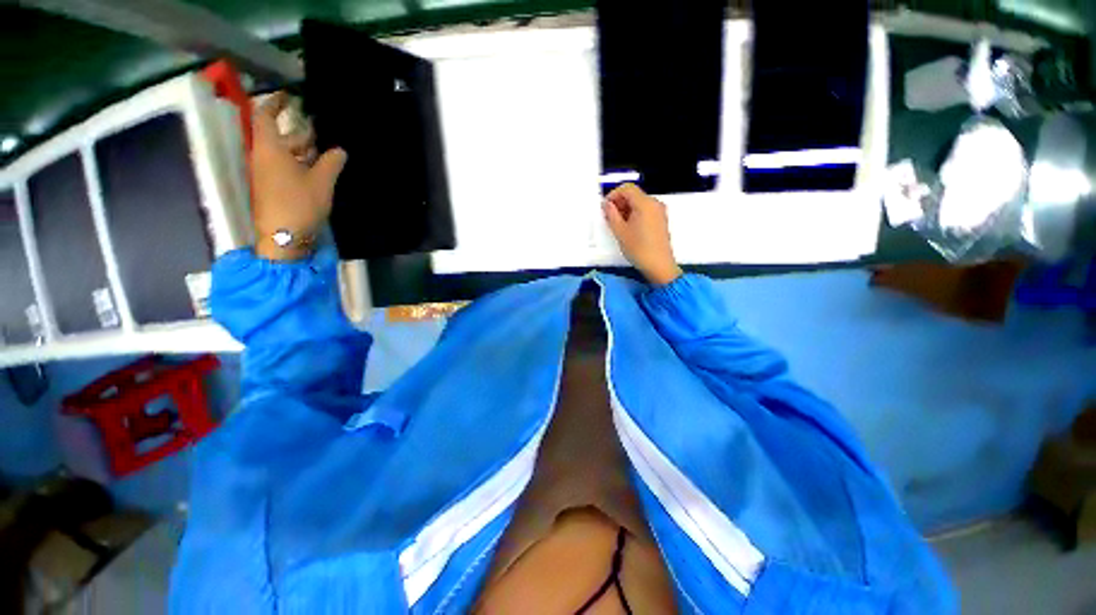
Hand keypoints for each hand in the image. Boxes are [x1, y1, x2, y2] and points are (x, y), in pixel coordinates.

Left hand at [251, 92, 347, 260]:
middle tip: (319, 129)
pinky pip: (282, 167)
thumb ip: (331, 163)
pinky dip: (298, 163)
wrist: (283, 237)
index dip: (275, 103)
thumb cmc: (299, 203)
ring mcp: (265, 174)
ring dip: (300, 149)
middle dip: (297, 131)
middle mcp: (262, 157)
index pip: (265, 116)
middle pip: (276, 136)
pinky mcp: (270, 188)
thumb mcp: (322, 182)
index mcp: (270, 149)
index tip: (290, 97)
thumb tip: (340, 151)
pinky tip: (316, 170)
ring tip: (324, 151)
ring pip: (281, 153)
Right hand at [603, 183, 682, 285]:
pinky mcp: (661, 220)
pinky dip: (635, 214)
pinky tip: (628, 228)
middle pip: (634, 194)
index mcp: (645, 203)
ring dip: (626, 209)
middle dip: (620, 202)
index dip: (613, 194)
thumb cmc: (639, 249)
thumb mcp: (620, 232)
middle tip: (609, 216)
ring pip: (639, 203)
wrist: (659, 265)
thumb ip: (611, 214)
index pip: (627, 188)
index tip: (605, 206)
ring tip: (617, 224)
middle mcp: (655, 204)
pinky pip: (646, 210)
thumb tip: (607, 205)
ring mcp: (660, 212)